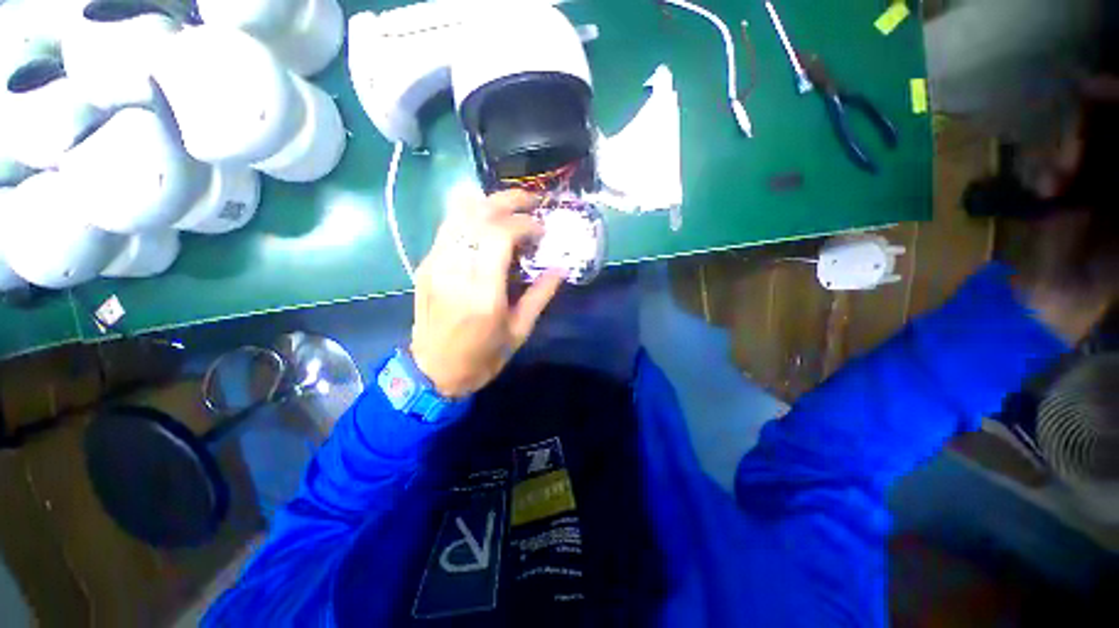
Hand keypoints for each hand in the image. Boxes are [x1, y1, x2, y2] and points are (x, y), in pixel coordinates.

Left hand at [409, 190, 565, 397]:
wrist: (433, 371)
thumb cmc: (482, 357)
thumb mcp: (519, 331)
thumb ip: (541, 295)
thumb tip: (561, 268)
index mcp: (482, 294)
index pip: (499, 235)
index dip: (524, 223)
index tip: (542, 229)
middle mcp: (455, 271)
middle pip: (477, 215)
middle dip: (508, 201)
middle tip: (531, 202)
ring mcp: (435, 264)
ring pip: (458, 214)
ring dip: (488, 204)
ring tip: (511, 208)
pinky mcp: (426, 265)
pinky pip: (448, 227)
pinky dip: (471, 216)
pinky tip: (488, 223)